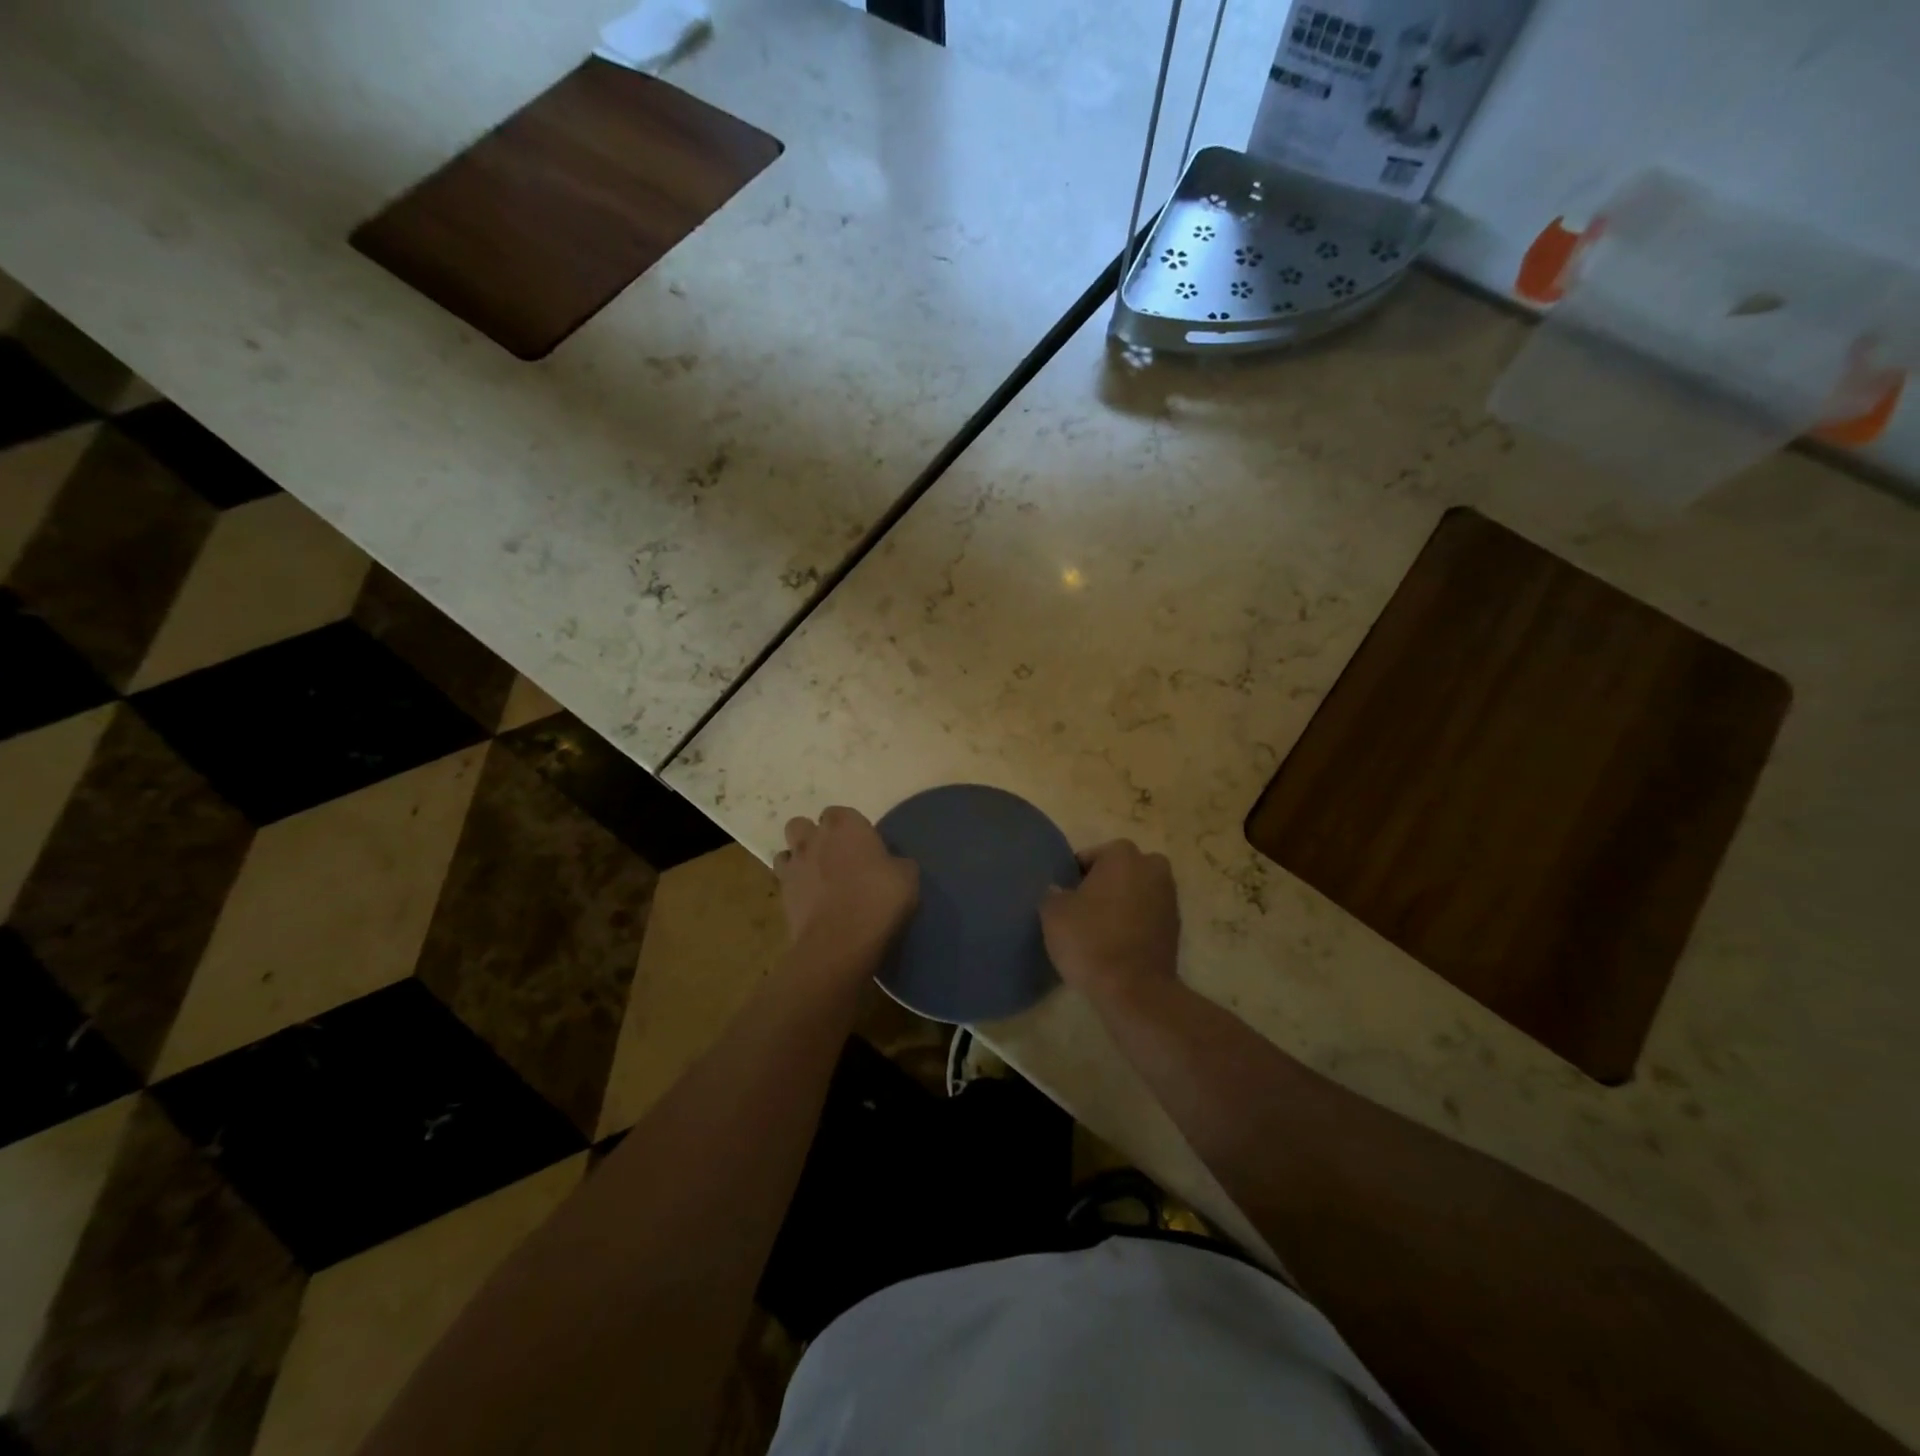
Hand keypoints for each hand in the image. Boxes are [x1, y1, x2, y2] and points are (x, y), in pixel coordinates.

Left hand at [776, 806, 918, 973]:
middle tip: (834, 856)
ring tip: (817, 879)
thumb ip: (896, 862)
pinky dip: (795, 888)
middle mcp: (813, 839)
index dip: (849, 828)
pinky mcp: (782, 896)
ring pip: (787, 852)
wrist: (841, 941)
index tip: (862, 845)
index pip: (840, 813)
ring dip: (799, 861)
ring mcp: (793, 866)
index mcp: (845, 825)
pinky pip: (784, 882)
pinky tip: (811, 902)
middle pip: (802, 825)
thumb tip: (891, 864)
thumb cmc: (879, 899)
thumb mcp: (907, 876)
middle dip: (813, 837)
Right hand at [1041, 840, 1179, 1003]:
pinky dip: (1134, 924)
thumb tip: (1059, 891)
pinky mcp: (1176, 926)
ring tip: (1099, 931)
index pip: (1089, 857)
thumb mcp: (1054, 914)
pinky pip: (1147, 915)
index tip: (1065, 900)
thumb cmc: (1091, 941)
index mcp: (1122, 854)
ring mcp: (1169, 897)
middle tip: (1082, 912)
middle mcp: (1152, 867)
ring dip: (1120, 904)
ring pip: (1135, 892)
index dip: (1074, 877)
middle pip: (1118, 871)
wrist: (1135, 990)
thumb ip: (1053, 894)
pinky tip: (1117, 944)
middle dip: (1103, 886)